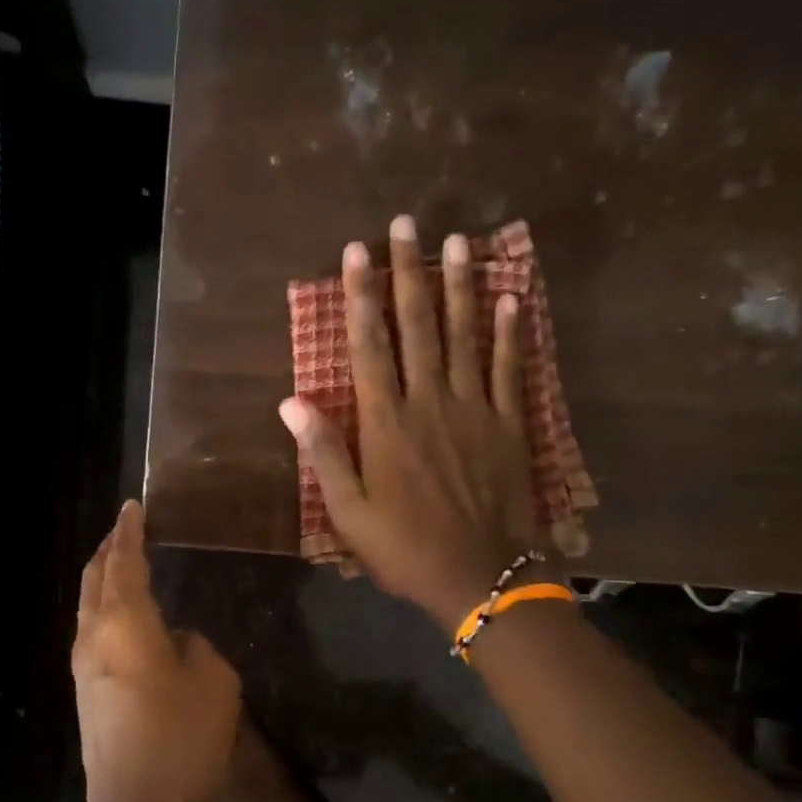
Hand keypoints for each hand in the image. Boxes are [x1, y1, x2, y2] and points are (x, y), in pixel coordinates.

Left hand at [72, 500, 240, 801]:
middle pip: (94, 581)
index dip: (130, 531)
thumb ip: (196, 648)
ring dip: (101, 582)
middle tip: (123, 529)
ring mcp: (84, 671)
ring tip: (119, 567)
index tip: (132, 507)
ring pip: (87, 610)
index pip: (124, 562)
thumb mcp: (214, 681)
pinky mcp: (86, 699)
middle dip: (108, 551)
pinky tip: (121, 622)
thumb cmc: (183, 738)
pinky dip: (103, 612)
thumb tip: (176, 641)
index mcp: (125, 623)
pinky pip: (92, 636)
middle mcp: (94, 639)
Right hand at [281, 215, 540, 629]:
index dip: (361, 296)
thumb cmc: (404, 548)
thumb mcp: (348, 513)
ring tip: (459, 240)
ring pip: (465, 335)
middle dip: (409, 272)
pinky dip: (510, 331)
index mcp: (385, 424)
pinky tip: (510, 296)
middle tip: (406, 224)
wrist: (479, 577)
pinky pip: (509, 368)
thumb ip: (323, 453)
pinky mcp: (509, 425)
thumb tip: (291, 402)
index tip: (356, 252)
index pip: (370, 346)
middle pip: (418, 326)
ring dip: (460, 285)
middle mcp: (429, 402)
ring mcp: (474, 409)